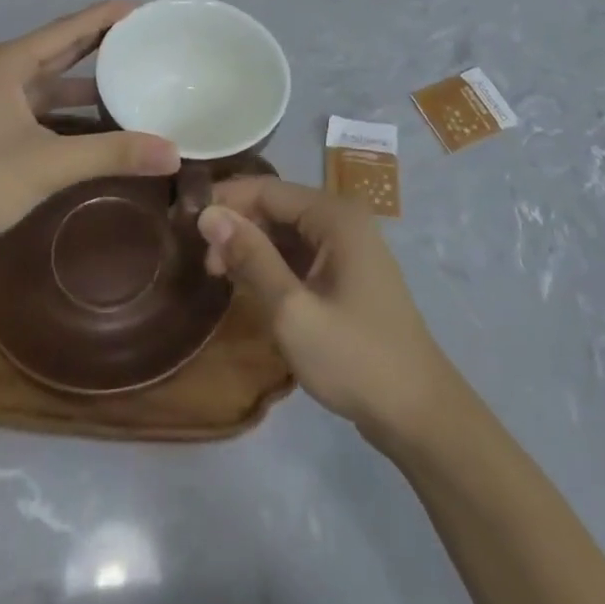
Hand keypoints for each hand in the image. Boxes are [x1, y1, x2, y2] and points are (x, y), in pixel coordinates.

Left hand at [0, 1, 180, 267]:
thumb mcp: (49, 163)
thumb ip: (112, 153)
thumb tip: (173, 152)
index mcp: (9, 63)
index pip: (69, 28)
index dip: (106, 15)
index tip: (144, 7)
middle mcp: (2, 74)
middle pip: (60, 49)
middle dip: (101, 42)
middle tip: (145, 38)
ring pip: (51, 82)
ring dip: (87, 81)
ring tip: (132, 77)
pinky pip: (43, 110)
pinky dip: (71, 112)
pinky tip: (100, 122)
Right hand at [199, 179, 455, 446]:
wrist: (419, 414)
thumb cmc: (355, 359)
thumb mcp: (292, 310)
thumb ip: (250, 257)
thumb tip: (208, 214)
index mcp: (335, 215)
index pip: (266, 189)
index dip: (225, 202)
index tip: (186, 225)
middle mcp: (343, 219)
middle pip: (277, 206)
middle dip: (238, 227)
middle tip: (205, 264)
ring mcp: (348, 247)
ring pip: (286, 231)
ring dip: (253, 247)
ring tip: (221, 278)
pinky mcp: (347, 273)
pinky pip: (300, 253)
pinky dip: (273, 264)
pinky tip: (251, 287)